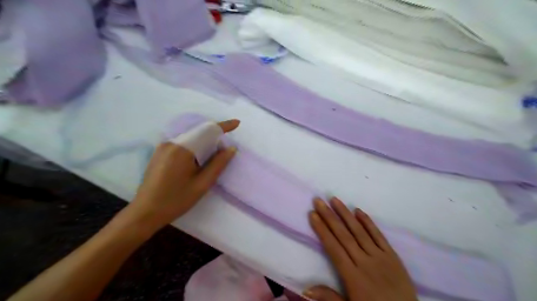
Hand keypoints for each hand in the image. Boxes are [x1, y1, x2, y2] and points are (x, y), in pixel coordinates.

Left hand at [122, 119, 239, 234]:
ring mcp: (163, 147)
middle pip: (198, 133)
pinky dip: (194, 146)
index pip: (207, 130)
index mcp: (182, 148)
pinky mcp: (160, 153)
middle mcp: (171, 142)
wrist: (145, 212)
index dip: (224, 126)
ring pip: (190, 138)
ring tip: (214, 154)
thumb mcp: (202, 184)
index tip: (237, 123)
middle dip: (214, 136)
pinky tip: (198, 159)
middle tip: (226, 147)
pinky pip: (182, 144)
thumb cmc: (176, 200)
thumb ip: (218, 164)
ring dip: (204, 142)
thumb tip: (231, 148)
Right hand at [304, 197, 416, 300]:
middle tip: (318, 200)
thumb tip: (306, 288)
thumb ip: (329, 298)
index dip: (322, 230)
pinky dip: (369, 222)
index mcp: (353, 276)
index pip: (333, 247)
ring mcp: (380, 257)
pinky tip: (359, 211)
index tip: (312, 214)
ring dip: (346, 214)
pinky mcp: (393, 256)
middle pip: (343, 235)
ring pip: (359, 231)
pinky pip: (379, 236)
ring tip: (334, 200)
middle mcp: (365, 262)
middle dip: (329, 216)